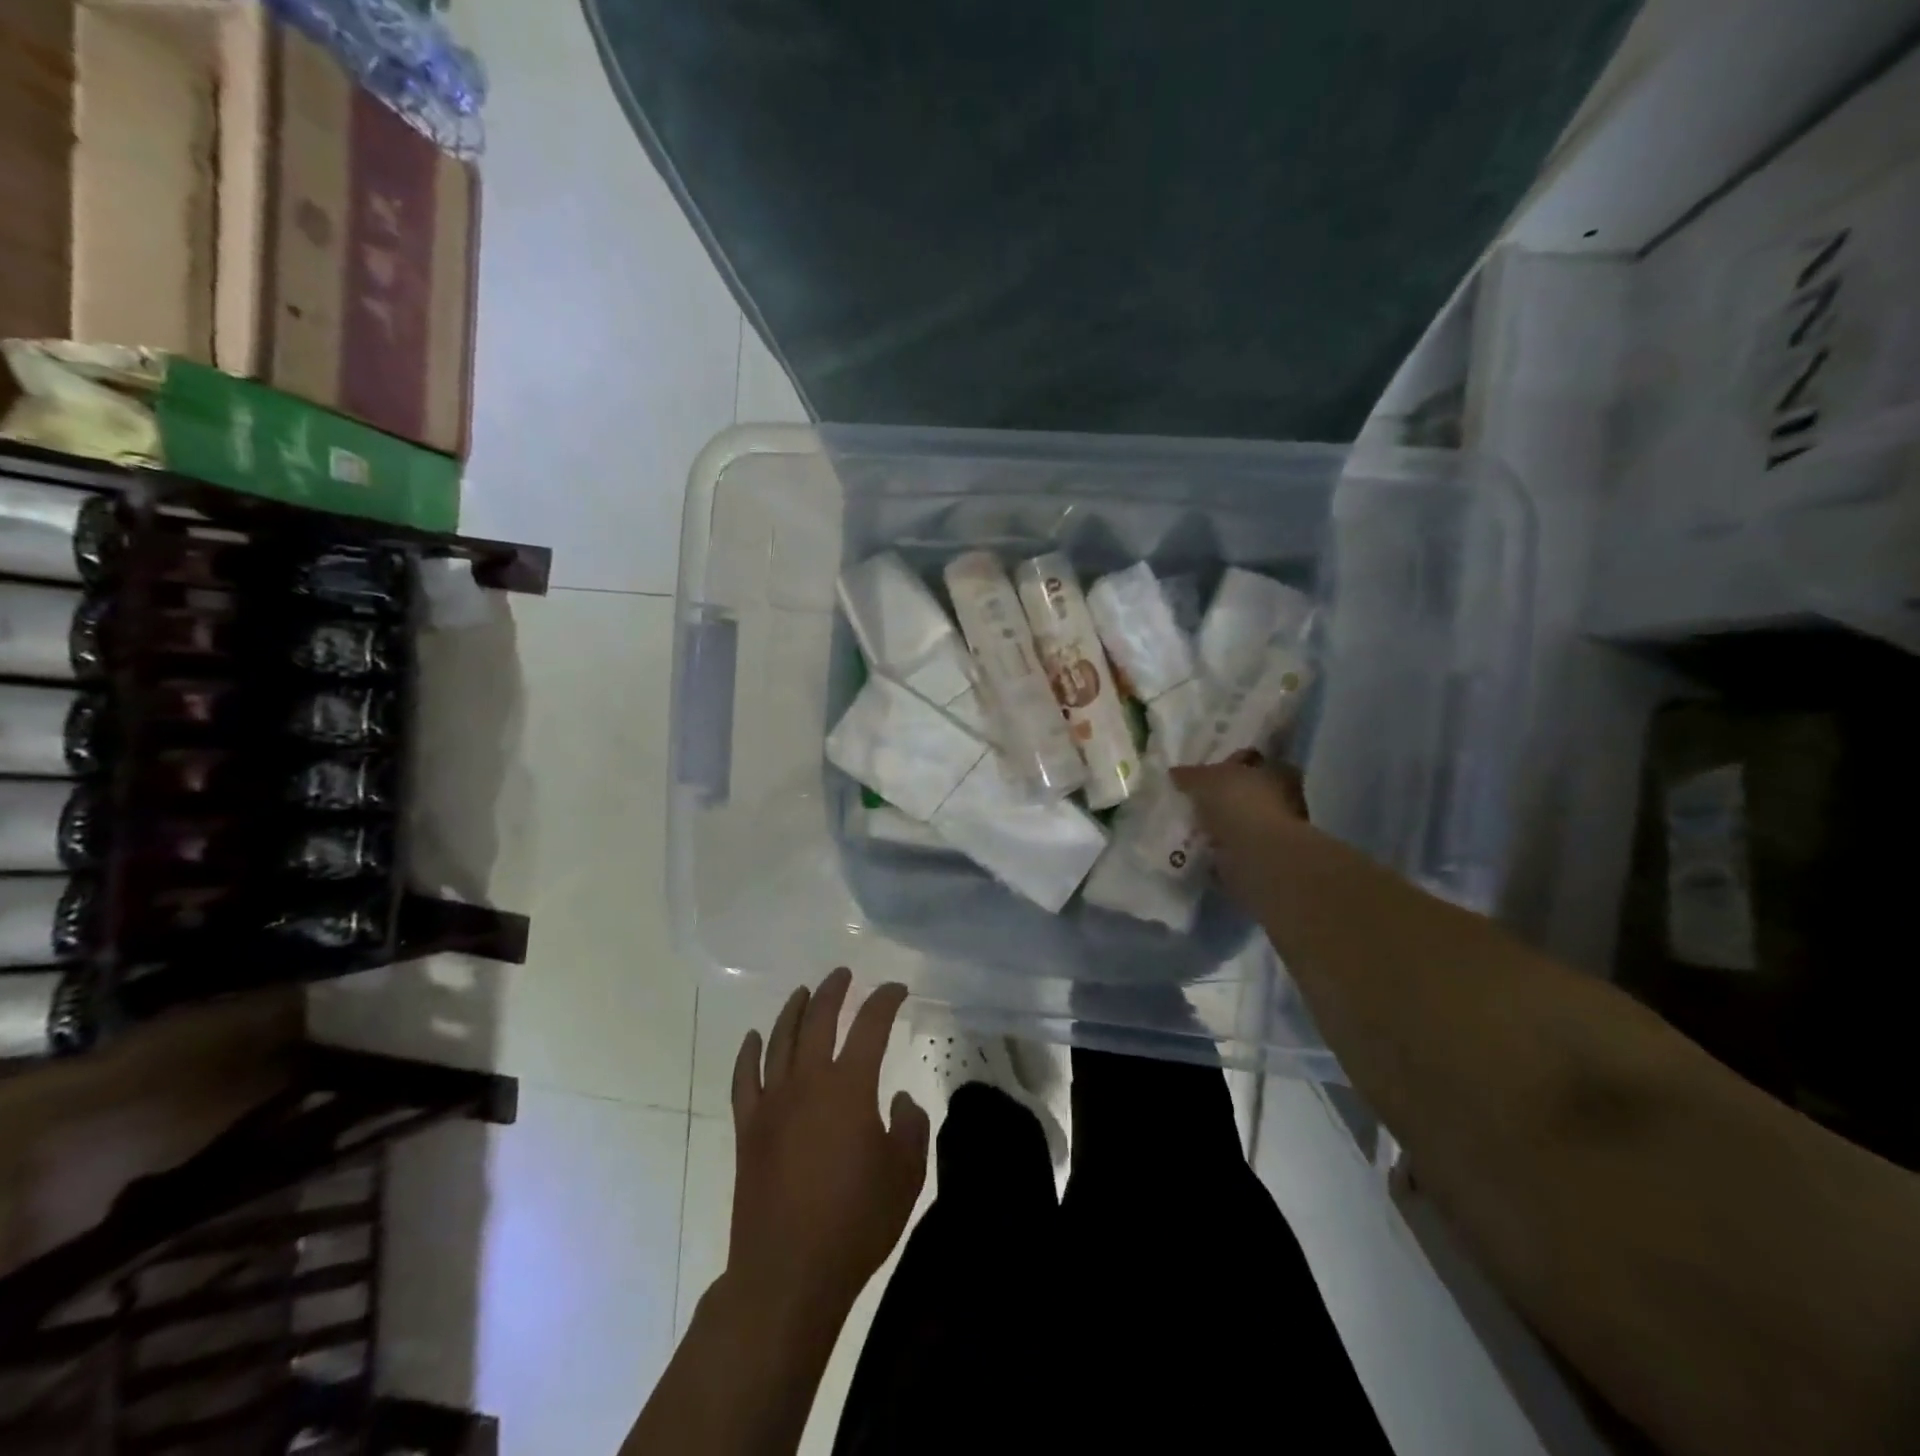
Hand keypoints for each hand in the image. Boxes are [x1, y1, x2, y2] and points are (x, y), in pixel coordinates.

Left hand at [727, 969, 929, 1325]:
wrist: (788, 1274)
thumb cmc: (855, 1222)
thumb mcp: (905, 1175)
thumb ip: (910, 1126)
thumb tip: (899, 1099)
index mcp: (850, 1087)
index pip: (871, 1025)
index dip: (885, 1000)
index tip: (897, 989)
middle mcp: (808, 1082)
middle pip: (818, 1020)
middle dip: (833, 991)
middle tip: (844, 974)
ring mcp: (772, 1103)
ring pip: (780, 1040)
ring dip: (793, 1010)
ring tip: (804, 992)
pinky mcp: (747, 1129)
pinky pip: (744, 1079)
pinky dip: (749, 1053)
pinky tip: (754, 1038)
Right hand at [1169, 754, 1310, 908]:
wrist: (1256, 854)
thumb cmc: (1238, 803)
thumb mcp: (1205, 779)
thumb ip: (1190, 775)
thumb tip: (1174, 773)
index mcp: (1274, 771)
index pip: (1249, 762)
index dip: (1227, 764)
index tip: (1204, 772)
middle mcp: (1280, 799)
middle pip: (1244, 794)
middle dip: (1220, 798)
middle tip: (1192, 801)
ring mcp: (1271, 832)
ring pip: (1238, 823)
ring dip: (1219, 826)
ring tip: (1190, 827)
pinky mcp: (1259, 859)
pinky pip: (1232, 849)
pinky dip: (1217, 850)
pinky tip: (1197, 849)